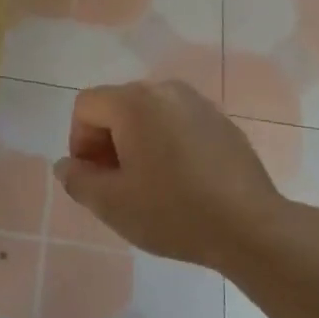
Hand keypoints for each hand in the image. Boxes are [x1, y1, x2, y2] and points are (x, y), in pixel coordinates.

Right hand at [53, 80, 286, 271]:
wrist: (250, 227)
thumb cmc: (172, 212)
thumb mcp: (110, 204)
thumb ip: (77, 180)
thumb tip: (68, 165)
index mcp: (135, 103)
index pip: (86, 106)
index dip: (79, 142)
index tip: (95, 178)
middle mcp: (166, 90)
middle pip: (117, 106)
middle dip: (107, 142)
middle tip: (118, 184)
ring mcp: (199, 104)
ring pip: (149, 115)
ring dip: (137, 143)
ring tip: (149, 184)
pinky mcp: (222, 123)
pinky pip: (178, 124)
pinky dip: (167, 144)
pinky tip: (180, 182)